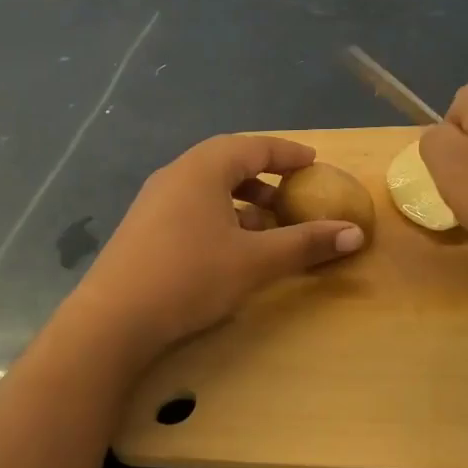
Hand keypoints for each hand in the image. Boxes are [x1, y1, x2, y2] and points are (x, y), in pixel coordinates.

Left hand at [69, 135, 365, 357]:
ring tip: (268, 223)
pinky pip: (191, 205)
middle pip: (228, 161)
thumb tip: (355, 233)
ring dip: (242, 198)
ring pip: (208, 186)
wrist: (112, 320)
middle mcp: (176, 174)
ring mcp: (154, 200)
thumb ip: (305, 243)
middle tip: (293, 189)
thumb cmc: (189, 277)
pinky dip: (220, 214)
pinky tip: (230, 245)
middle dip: (264, 174)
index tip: (313, 161)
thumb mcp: (255, 261)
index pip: (253, 146)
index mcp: (203, 169)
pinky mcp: (144, 227)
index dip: (287, 153)